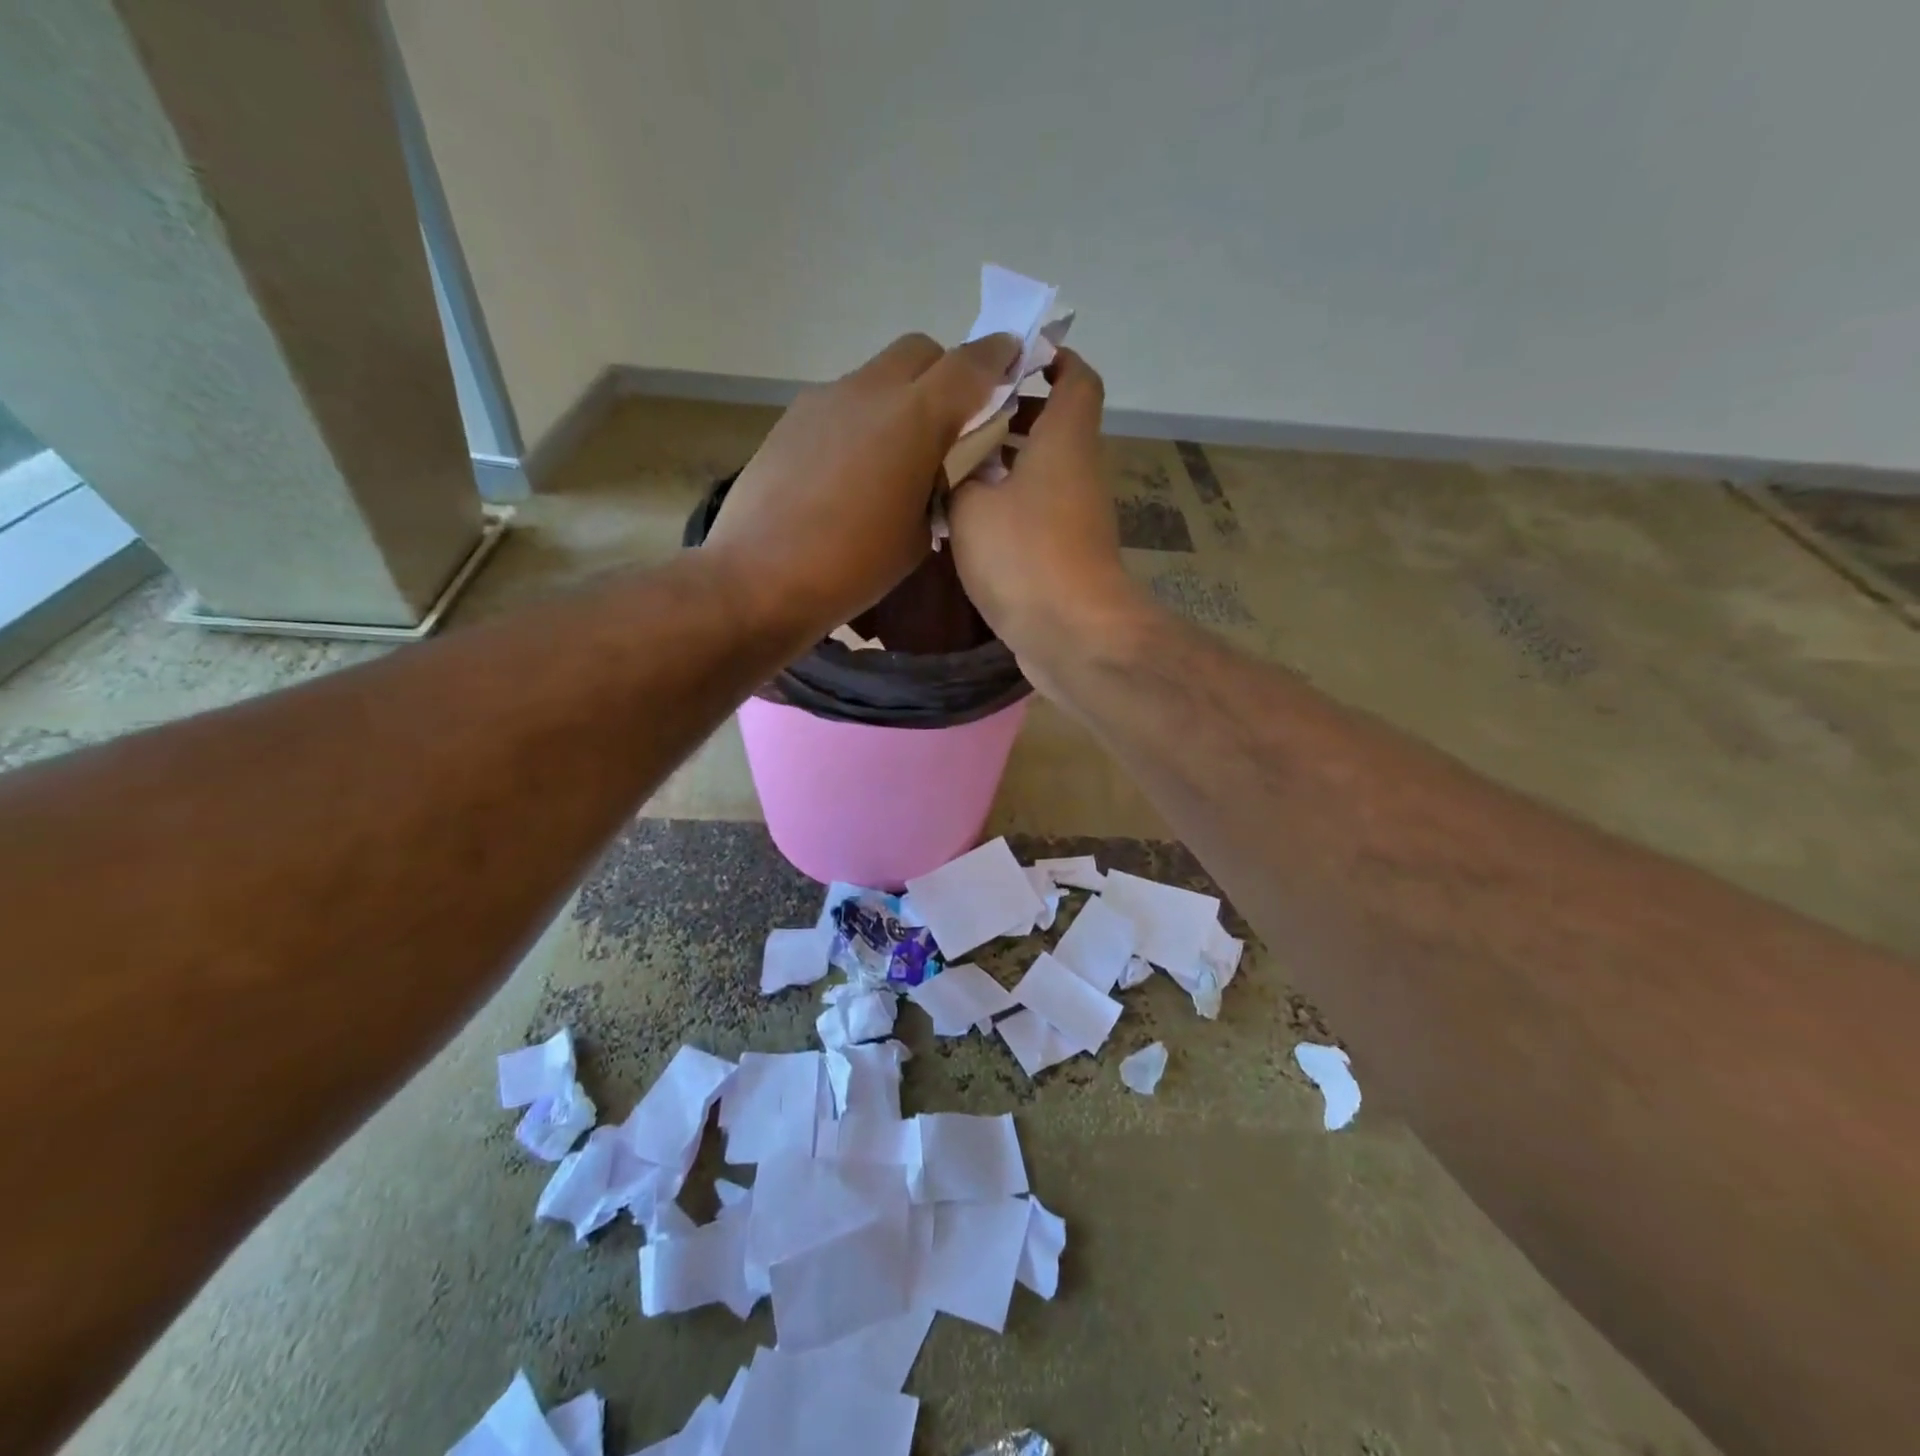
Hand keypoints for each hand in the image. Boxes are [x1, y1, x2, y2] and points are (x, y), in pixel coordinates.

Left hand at [703, 331, 1020, 646]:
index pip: (970, 363)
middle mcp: (870, 390)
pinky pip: (843, 402)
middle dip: (945, 372)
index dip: (999, 356)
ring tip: (897, 456)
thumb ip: (944, 484)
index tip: (1014, 359)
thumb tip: (944, 466)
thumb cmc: (854, 566)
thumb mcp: (920, 534)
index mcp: (915, 418)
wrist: (761, 577)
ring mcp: (825, 399)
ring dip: (901, 398)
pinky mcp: (793, 419)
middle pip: (920, 351)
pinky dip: (863, 419)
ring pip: (878, 375)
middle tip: (952, 421)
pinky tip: (853, 471)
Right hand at [947, 349, 1146, 674]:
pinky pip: (1037, 513)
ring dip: (1004, 465)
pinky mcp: (1068, 554)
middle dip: (1013, 415)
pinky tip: (966, 522)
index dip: (1052, 359)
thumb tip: (953, 462)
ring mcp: (1078, 517)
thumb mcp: (972, 504)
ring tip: (952, 469)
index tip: (1011, 358)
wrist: (1073, 634)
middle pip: (1055, 426)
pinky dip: (1008, 507)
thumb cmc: (1024, 556)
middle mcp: (1080, 472)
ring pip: (1043, 473)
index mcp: (1065, 441)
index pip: (1076, 378)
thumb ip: (957, 472)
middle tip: (962, 419)